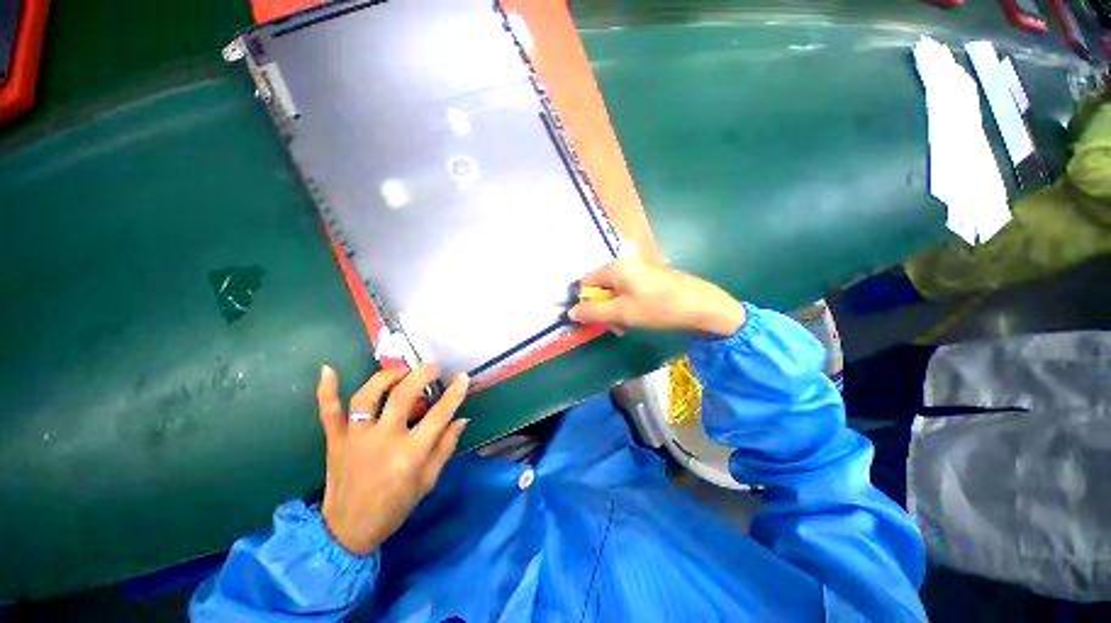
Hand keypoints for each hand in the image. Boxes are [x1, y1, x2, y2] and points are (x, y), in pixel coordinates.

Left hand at [316, 364, 469, 555]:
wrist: (347, 531)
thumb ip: (445, 447)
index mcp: (409, 454)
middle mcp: (382, 440)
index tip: (463, 377)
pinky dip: (326, 391)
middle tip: (432, 367)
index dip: (454, 393)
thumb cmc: (393, 507)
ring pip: (368, 397)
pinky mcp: (334, 441)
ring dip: (386, 377)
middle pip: (403, 396)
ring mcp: (355, 439)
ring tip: (401, 369)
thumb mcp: (427, 481)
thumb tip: (462, 419)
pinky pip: (328, 412)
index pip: (439, 415)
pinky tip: (328, 370)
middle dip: (421, 375)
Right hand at [568, 258, 745, 337]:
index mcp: (616, 267)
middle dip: (603, 308)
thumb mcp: (622, 313)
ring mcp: (642, 269)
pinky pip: (631, 290)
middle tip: (614, 327)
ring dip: (616, 309)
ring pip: (617, 290)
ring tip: (626, 326)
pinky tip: (640, 317)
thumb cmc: (659, 308)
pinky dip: (629, 304)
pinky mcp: (654, 277)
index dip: (586, 302)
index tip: (596, 320)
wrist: (704, 306)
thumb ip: (594, 312)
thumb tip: (571, 312)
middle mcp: (627, 263)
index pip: (587, 281)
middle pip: (602, 286)